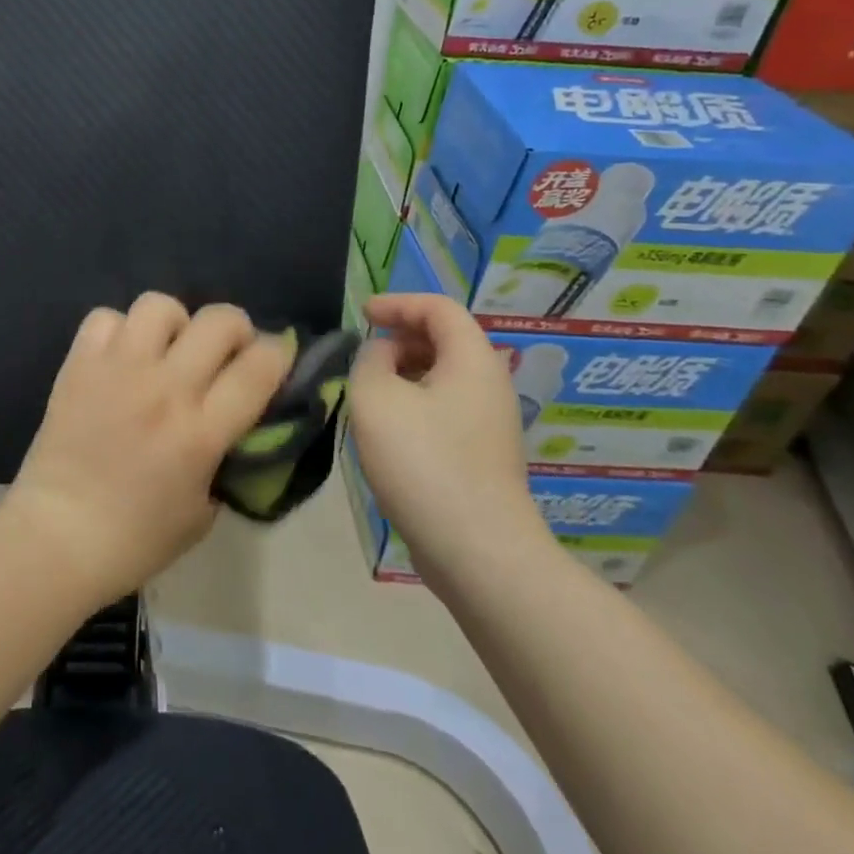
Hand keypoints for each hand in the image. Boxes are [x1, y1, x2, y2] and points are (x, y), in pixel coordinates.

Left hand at [5, 294, 294, 605]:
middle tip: (226, 353)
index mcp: (201, 431)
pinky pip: (105, 318)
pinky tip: (120, 357)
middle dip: (236, 329)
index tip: (277, 359)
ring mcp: (118, 369)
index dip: (279, 354)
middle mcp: (164, 387)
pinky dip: (119, 331)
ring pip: (160, 306)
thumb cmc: (135, 539)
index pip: (259, 367)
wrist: (56, 536)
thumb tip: (232, 425)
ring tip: (167, 350)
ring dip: (175, 324)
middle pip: (218, 321)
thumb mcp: (203, 512)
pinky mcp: (79, 364)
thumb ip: (223, 461)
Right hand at [348, 293, 550, 583]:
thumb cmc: (424, 462)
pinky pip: (445, 410)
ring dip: (404, 374)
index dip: (398, 303)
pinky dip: (414, 403)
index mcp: (472, 360)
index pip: (439, 308)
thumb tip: (382, 355)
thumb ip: (370, 360)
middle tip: (364, 354)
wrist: (476, 550)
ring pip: (443, 378)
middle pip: (445, 340)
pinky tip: (388, 432)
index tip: (363, 314)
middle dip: (401, 337)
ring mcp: (489, 424)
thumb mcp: (376, 398)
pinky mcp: (482, 456)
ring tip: (369, 392)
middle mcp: (489, 385)